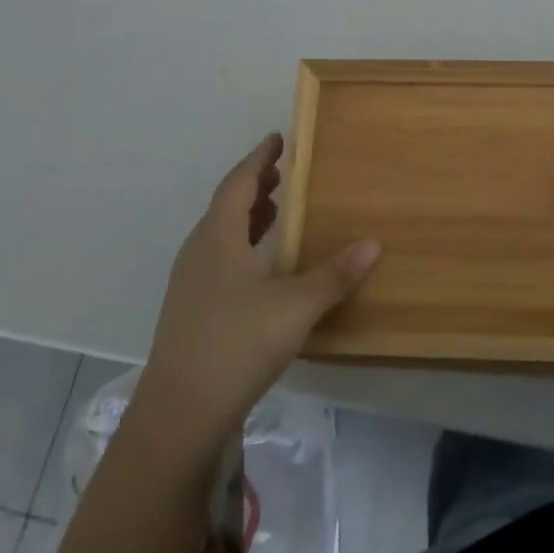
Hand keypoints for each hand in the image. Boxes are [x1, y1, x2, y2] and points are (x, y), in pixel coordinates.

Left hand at [134, 134, 379, 448]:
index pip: (238, 183)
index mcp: (218, 238)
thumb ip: (335, 274)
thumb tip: (373, 243)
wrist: (180, 413)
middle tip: (282, 174)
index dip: (259, 159)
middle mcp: (198, 252)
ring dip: (246, 216)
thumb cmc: (238, 343)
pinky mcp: (189, 310)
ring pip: (219, 234)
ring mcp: (189, 283)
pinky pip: (217, 258)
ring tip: (275, 211)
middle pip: (225, 205)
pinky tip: (260, 266)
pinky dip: (240, 245)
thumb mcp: (296, 306)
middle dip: (254, 186)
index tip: (277, 139)